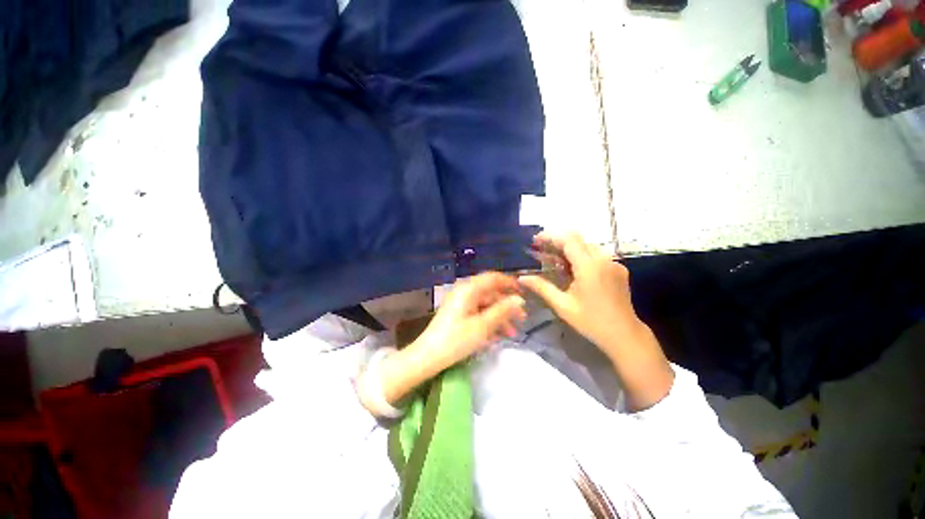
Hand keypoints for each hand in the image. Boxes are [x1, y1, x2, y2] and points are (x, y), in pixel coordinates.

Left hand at [372, 272, 525, 408]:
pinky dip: (488, 321)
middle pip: (490, 292)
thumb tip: (519, 300)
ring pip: (485, 304)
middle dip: (507, 305)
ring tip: (512, 333)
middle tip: (522, 319)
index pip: (493, 278)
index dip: (510, 283)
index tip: (525, 293)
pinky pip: (477, 312)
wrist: (428, 356)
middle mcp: (464, 291)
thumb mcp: (483, 326)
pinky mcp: (457, 313)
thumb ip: (502, 310)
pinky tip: (497, 336)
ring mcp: (460, 302)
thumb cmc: (456, 340)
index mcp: (469, 289)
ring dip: (499, 317)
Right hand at [519, 232, 641, 355]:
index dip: (550, 237)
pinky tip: (572, 269)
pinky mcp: (618, 269)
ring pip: (587, 246)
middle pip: (577, 240)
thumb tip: (522, 278)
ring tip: (553, 260)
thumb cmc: (591, 322)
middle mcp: (603, 259)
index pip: (568, 240)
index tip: (535, 240)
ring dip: (569, 249)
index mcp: (589, 267)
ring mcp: (613, 263)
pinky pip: (596, 255)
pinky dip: (581, 256)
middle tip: (541, 250)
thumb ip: (541, 287)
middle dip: (557, 242)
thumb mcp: (563, 305)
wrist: (625, 335)